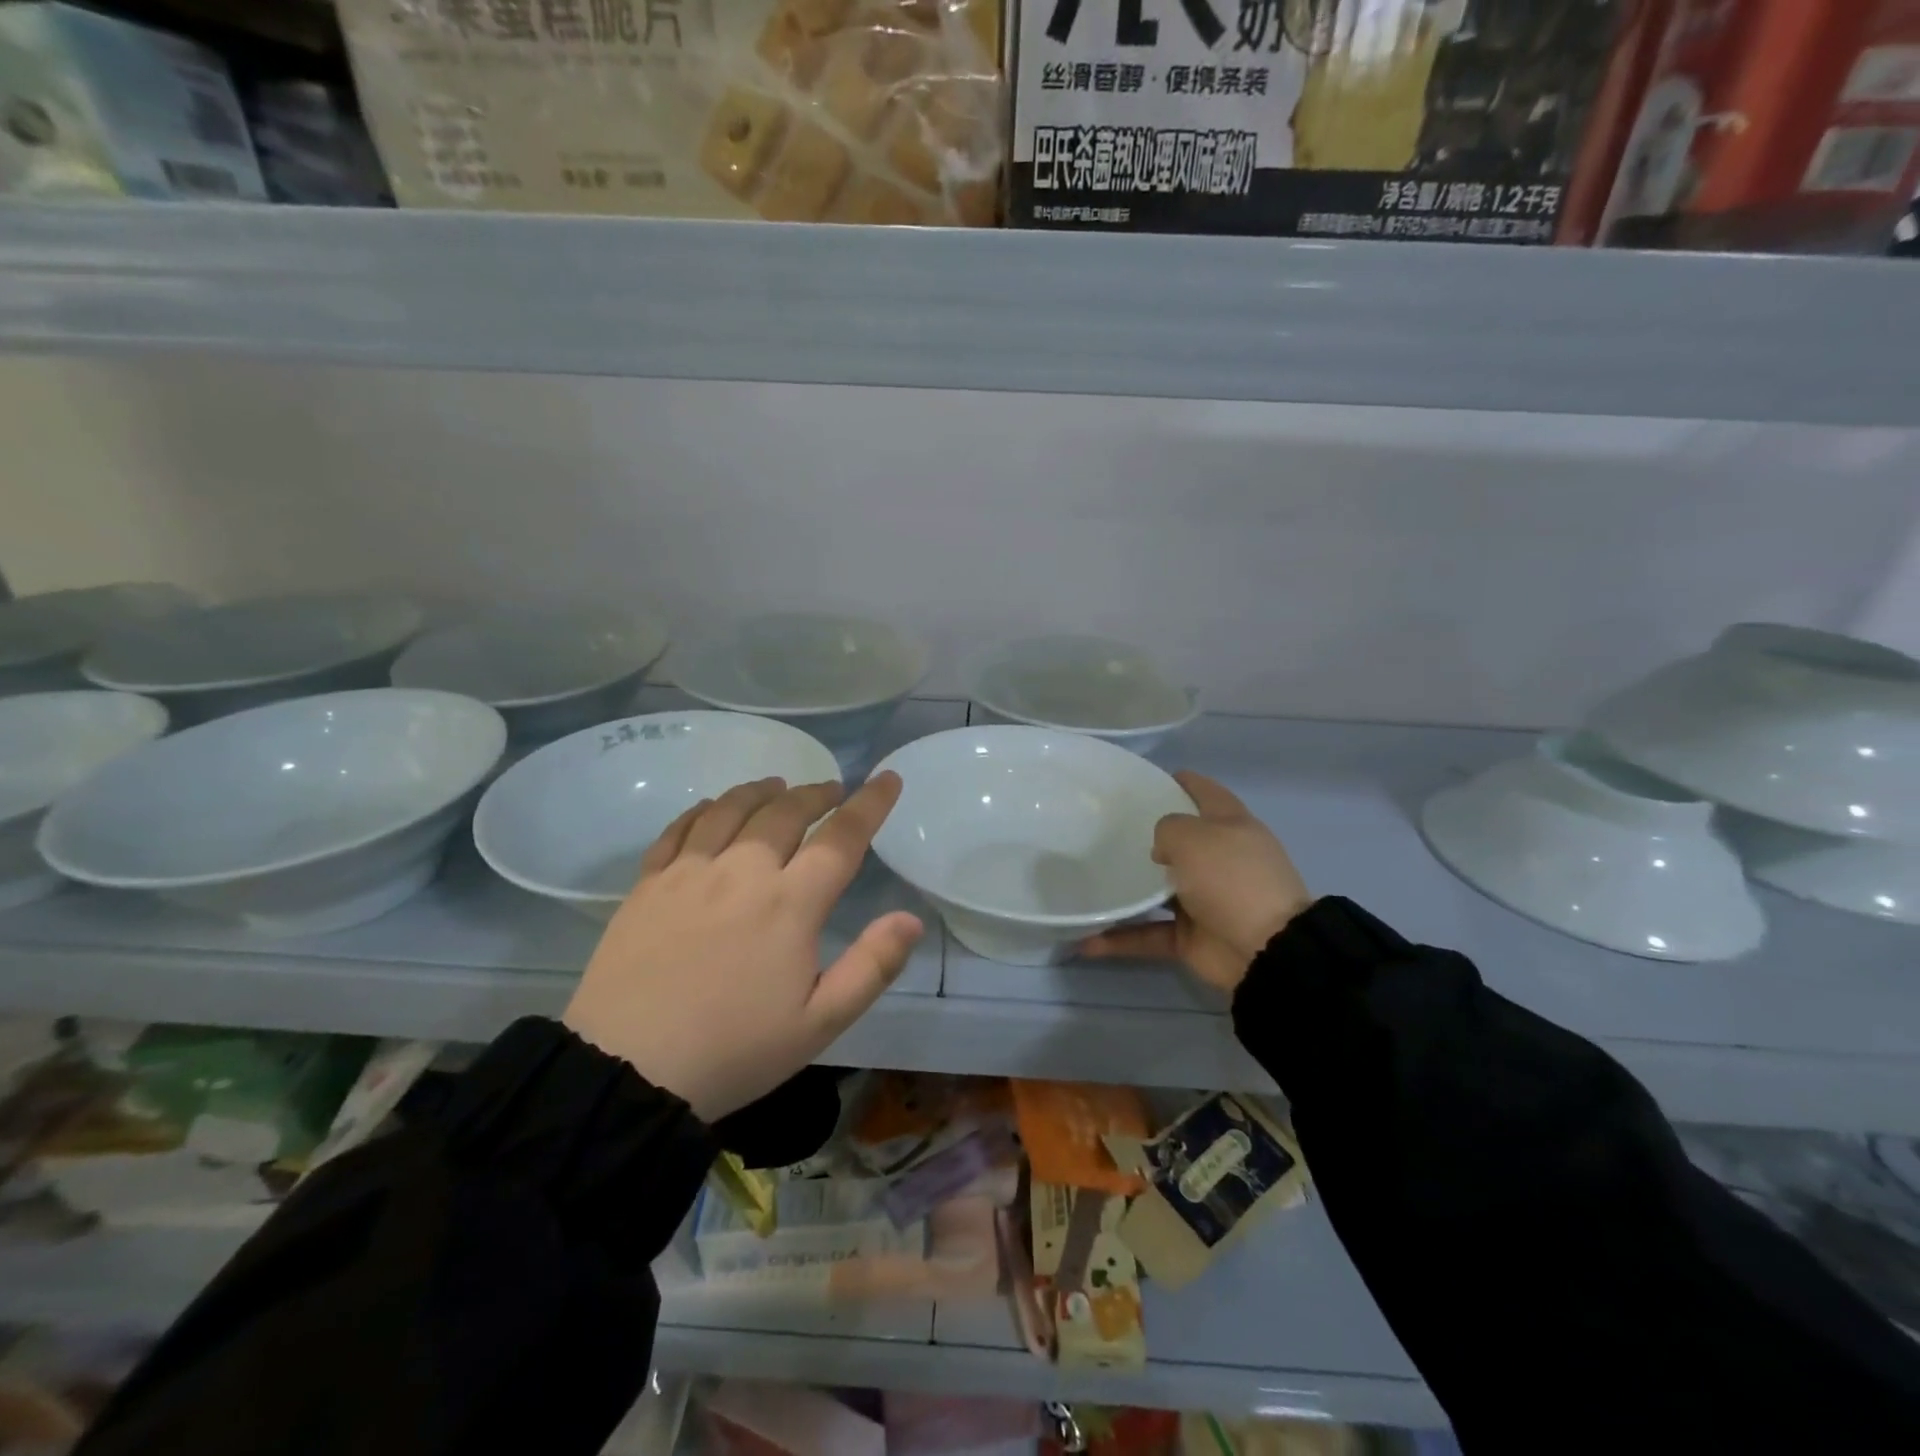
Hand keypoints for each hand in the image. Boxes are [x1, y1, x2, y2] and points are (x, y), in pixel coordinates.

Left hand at [563, 773, 923, 1121]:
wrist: (626, 1071)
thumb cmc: (734, 1050)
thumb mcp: (819, 1024)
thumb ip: (871, 967)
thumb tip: (911, 919)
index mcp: (790, 903)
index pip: (841, 838)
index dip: (870, 804)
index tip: (888, 779)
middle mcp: (742, 871)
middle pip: (786, 812)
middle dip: (816, 793)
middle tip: (831, 789)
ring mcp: (689, 873)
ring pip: (732, 809)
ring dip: (762, 791)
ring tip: (778, 786)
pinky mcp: (648, 885)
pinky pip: (679, 829)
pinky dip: (703, 809)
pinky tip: (712, 807)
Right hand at [1081, 771, 1309, 992]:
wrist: (1264, 949)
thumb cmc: (1230, 877)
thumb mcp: (1193, 836)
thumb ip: (1167, 830)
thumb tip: (1162, 851)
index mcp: (1231, 827)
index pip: (1205, 793)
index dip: (1180, 782)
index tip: (1145, 780)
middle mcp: (1219, 860)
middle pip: (1180, 842)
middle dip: (1146, 837)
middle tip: (1104, 830)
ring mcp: (1204, 900)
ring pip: (1157, 890)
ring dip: (1126, 890)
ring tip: (1088, 880)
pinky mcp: (1190, 937)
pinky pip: (1148, 934)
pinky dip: (1120, 939)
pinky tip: (1086, 940)